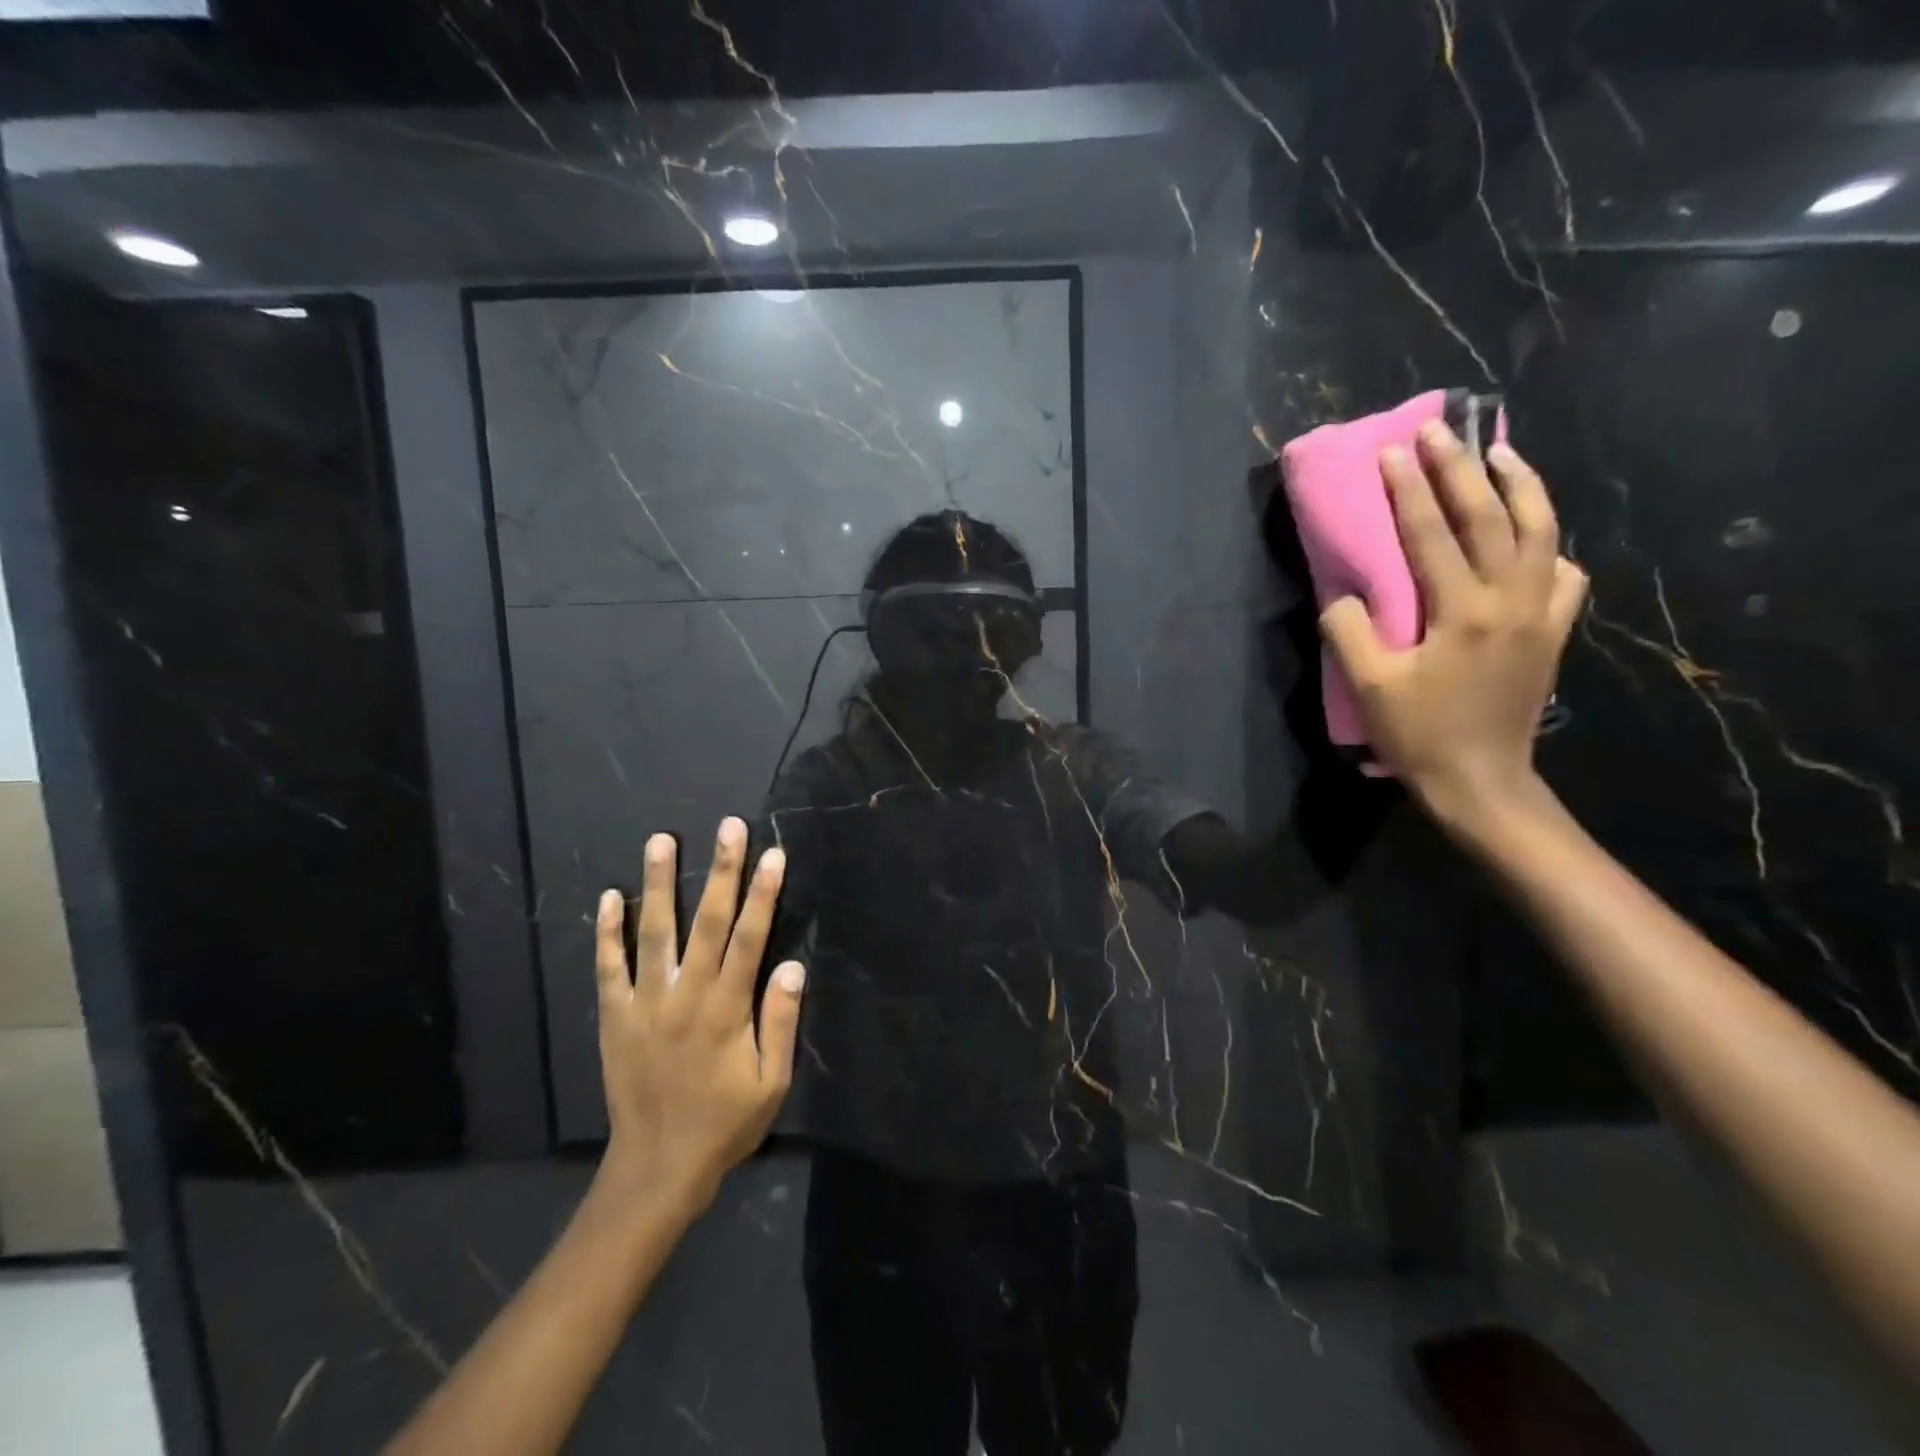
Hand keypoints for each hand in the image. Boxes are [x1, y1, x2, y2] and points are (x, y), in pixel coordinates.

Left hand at [595, 817, 804, 1208]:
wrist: (657, 1168)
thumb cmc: (724, 1124)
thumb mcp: (771, 1084)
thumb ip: (780, 1022)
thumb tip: (790, 966)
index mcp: (727, 1010)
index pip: (750, 938)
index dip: (763, 894)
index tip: (772, 854)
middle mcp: (686, 995)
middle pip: (708, 922)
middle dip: (721, 871)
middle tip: (728, 827)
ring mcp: (645, 1004)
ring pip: (654, 933)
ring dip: (659, 884)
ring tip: (661, 841)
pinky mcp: (615, 1018)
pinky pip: (608, 968)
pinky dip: (607, 932)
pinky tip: (608, 897)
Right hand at [1318, 422, 1586, 828]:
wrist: (1482, 781)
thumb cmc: (1419, 735)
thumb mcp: (1370, 687)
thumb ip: (1350, 632)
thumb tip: (1345, 594)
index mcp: (1462, 612)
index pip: (1432, 535)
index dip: (1410, 491)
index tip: (1394, 451)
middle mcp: (1511, 600)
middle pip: (1491, 518)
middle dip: (1462, 469)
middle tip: (1441, 431)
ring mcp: (1541, 614)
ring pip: (1542, 533)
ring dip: (1522, 487)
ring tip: (1503, 454)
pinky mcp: (1553, 632)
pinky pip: (1563, 573)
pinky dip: (1549, 544)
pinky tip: (1532, 538)